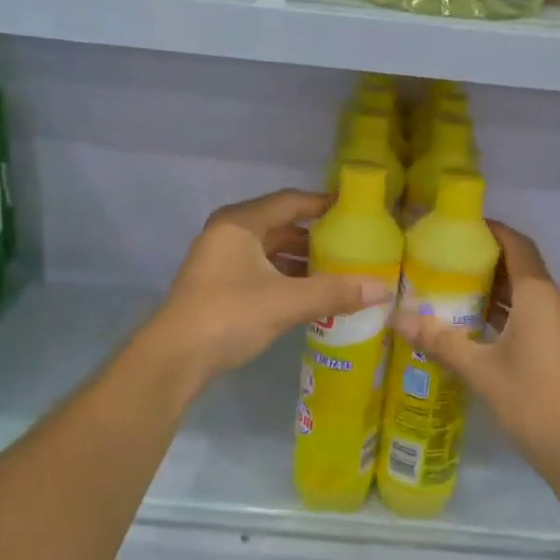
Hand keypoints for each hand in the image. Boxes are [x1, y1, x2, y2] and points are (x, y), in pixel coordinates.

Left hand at [151, 189, 392, 379]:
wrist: (176, 358)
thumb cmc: (231, 314)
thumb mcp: (288, 301)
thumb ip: (335, 291)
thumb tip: (383, 288)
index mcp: (240, 223)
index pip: (290, 201)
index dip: (323, 204)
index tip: (355, 210)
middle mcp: (228, 234)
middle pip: (280, 226)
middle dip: (316, 237)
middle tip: (353, 245)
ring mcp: (221, 261)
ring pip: (270, 251)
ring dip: (302, 261)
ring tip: (339, 271)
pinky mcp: (219, 286)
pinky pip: (261, 271)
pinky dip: (286, 278)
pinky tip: (311, 294)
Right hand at [391, 223, 559, 470]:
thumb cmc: (529, 397)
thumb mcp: (478, 368)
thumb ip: (439, 340)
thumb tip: (397, 318)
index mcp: (538, 295)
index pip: (517, 244)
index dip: (492, 230)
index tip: (460, 226)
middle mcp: (554, 301)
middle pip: (521, 265)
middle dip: (487, 258)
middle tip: (446, 257)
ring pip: (525, 291)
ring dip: (495, 286)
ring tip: (453, 286)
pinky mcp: (559, 344)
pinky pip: (530, 312)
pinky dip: (505, 309)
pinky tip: (474, 323)